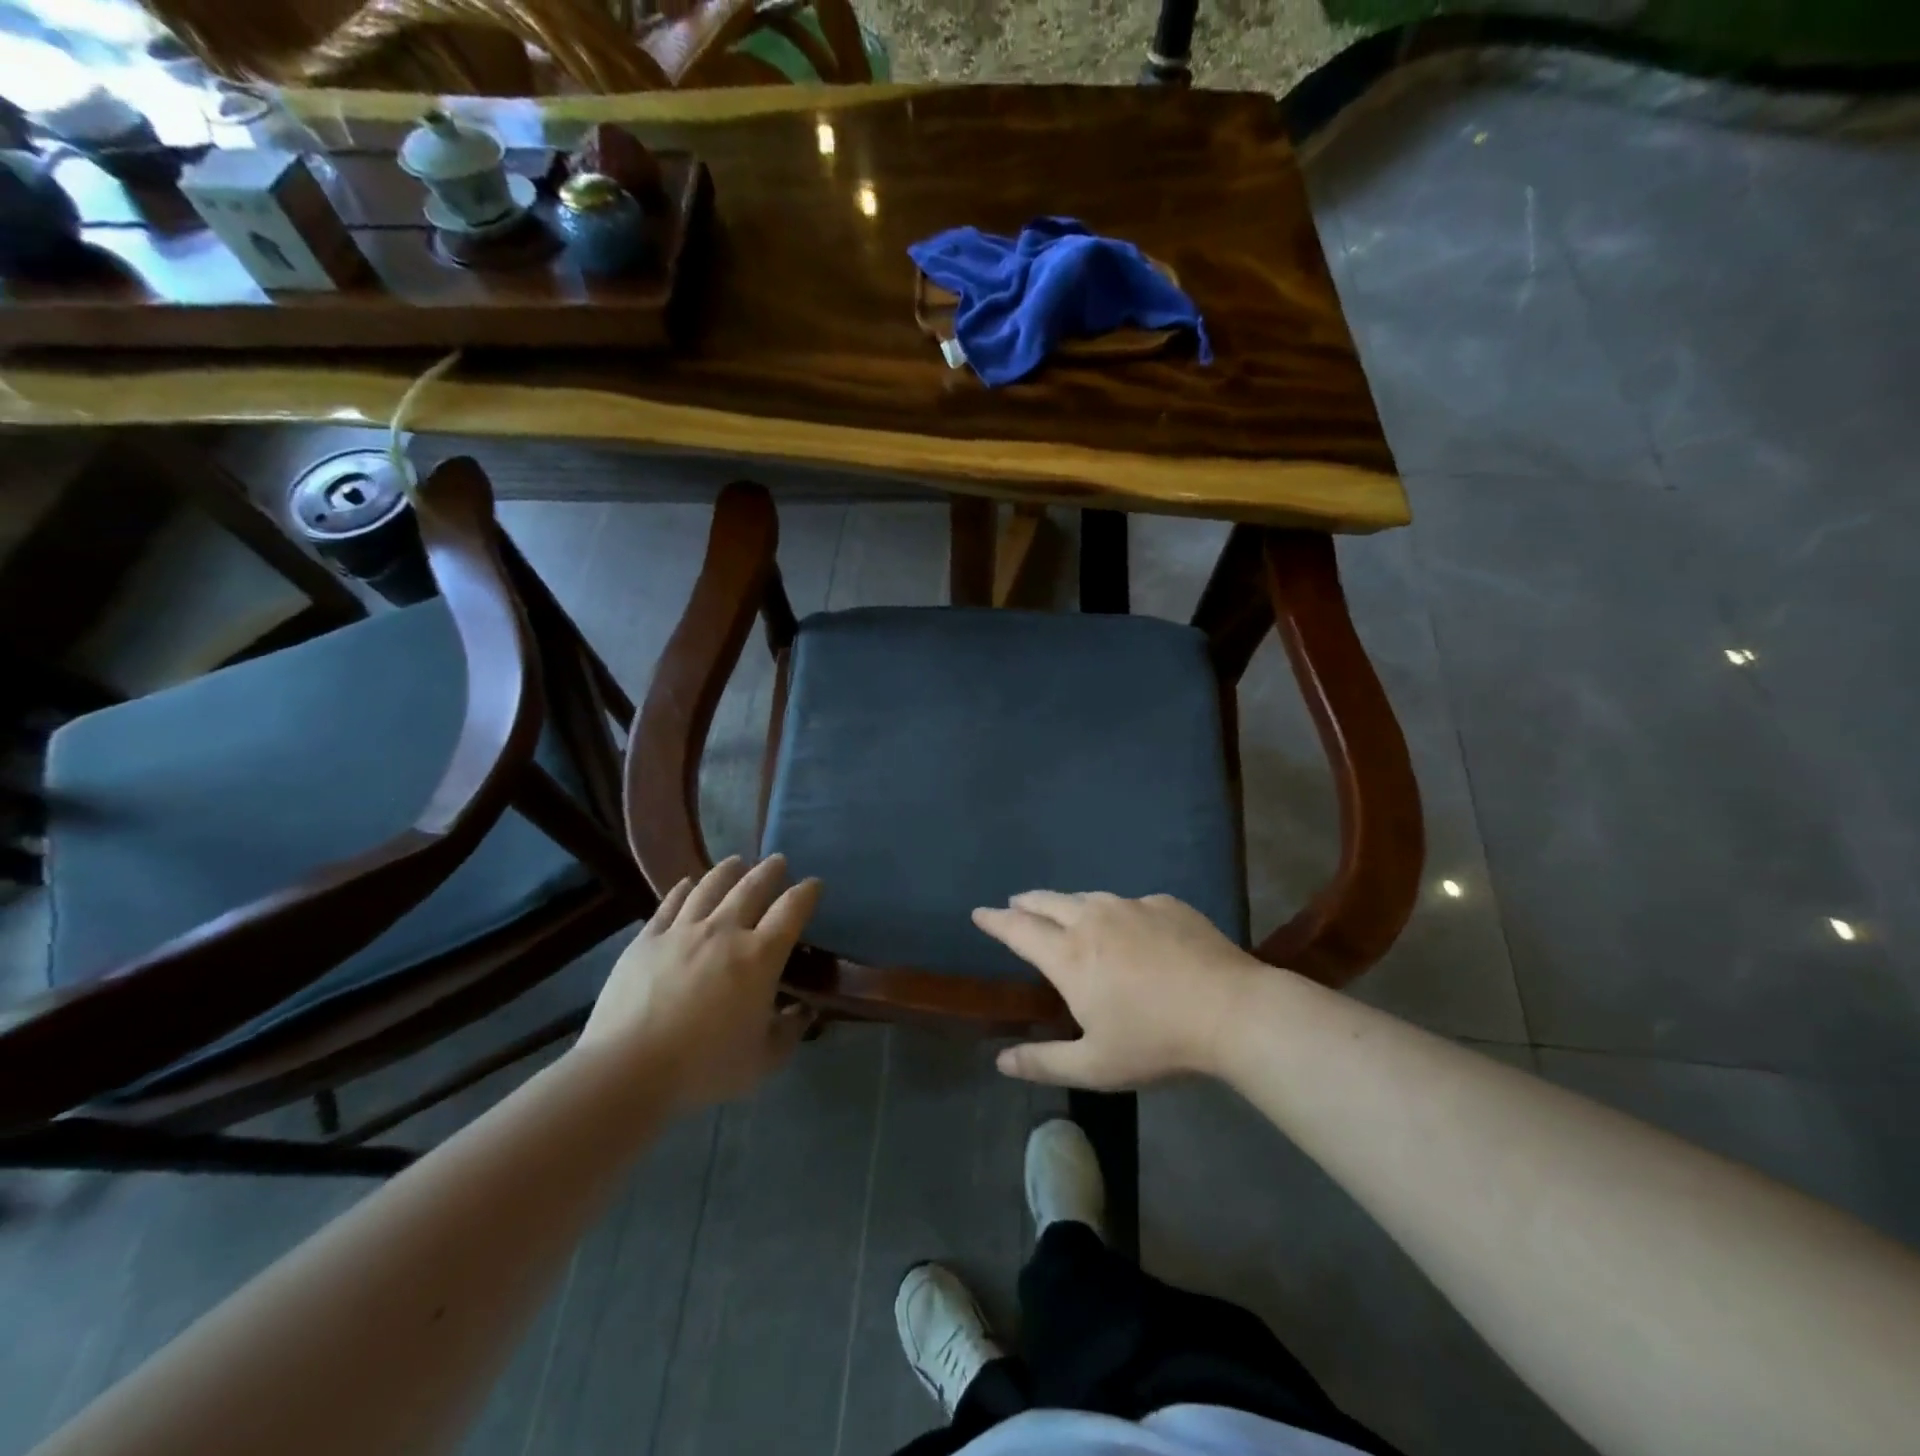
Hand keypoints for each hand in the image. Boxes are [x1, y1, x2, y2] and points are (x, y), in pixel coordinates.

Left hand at [575, 855, 820, 1107]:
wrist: (629, 1068)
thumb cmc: (705, 1066)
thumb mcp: (763, 1061)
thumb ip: (789, 1032)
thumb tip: (803, 1012)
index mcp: (760, 956)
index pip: (792, 910)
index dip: (806, 893)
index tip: (814, 884)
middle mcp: (725, 931)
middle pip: (752, 887)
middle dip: (770, 871)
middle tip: (778, 861)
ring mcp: (682, 930)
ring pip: (710, 886)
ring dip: (728, 871)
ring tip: (736, 862)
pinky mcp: (647, 939)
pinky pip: (669, 903)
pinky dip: (682, 889)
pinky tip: (687, 883)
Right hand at [973, 891, 1259, 1088]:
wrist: (1232, 1010)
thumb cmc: (1157, 1041)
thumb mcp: (1095, 1066)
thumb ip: (1044, 1063)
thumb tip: (1000, 1061)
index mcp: (1070, 956)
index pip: (1019, 930)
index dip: (995, 920)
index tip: (979, 912)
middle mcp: (1094, 920)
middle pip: (1048, 901)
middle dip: (1027, 902)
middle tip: (1016, 904)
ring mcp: (1132, 907)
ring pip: (1089, 898)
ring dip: (1069, 904)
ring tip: (1066, 912)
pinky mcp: (1166, 904)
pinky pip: (1130, 904)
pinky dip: (1117, 913)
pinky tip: (1130, 927)